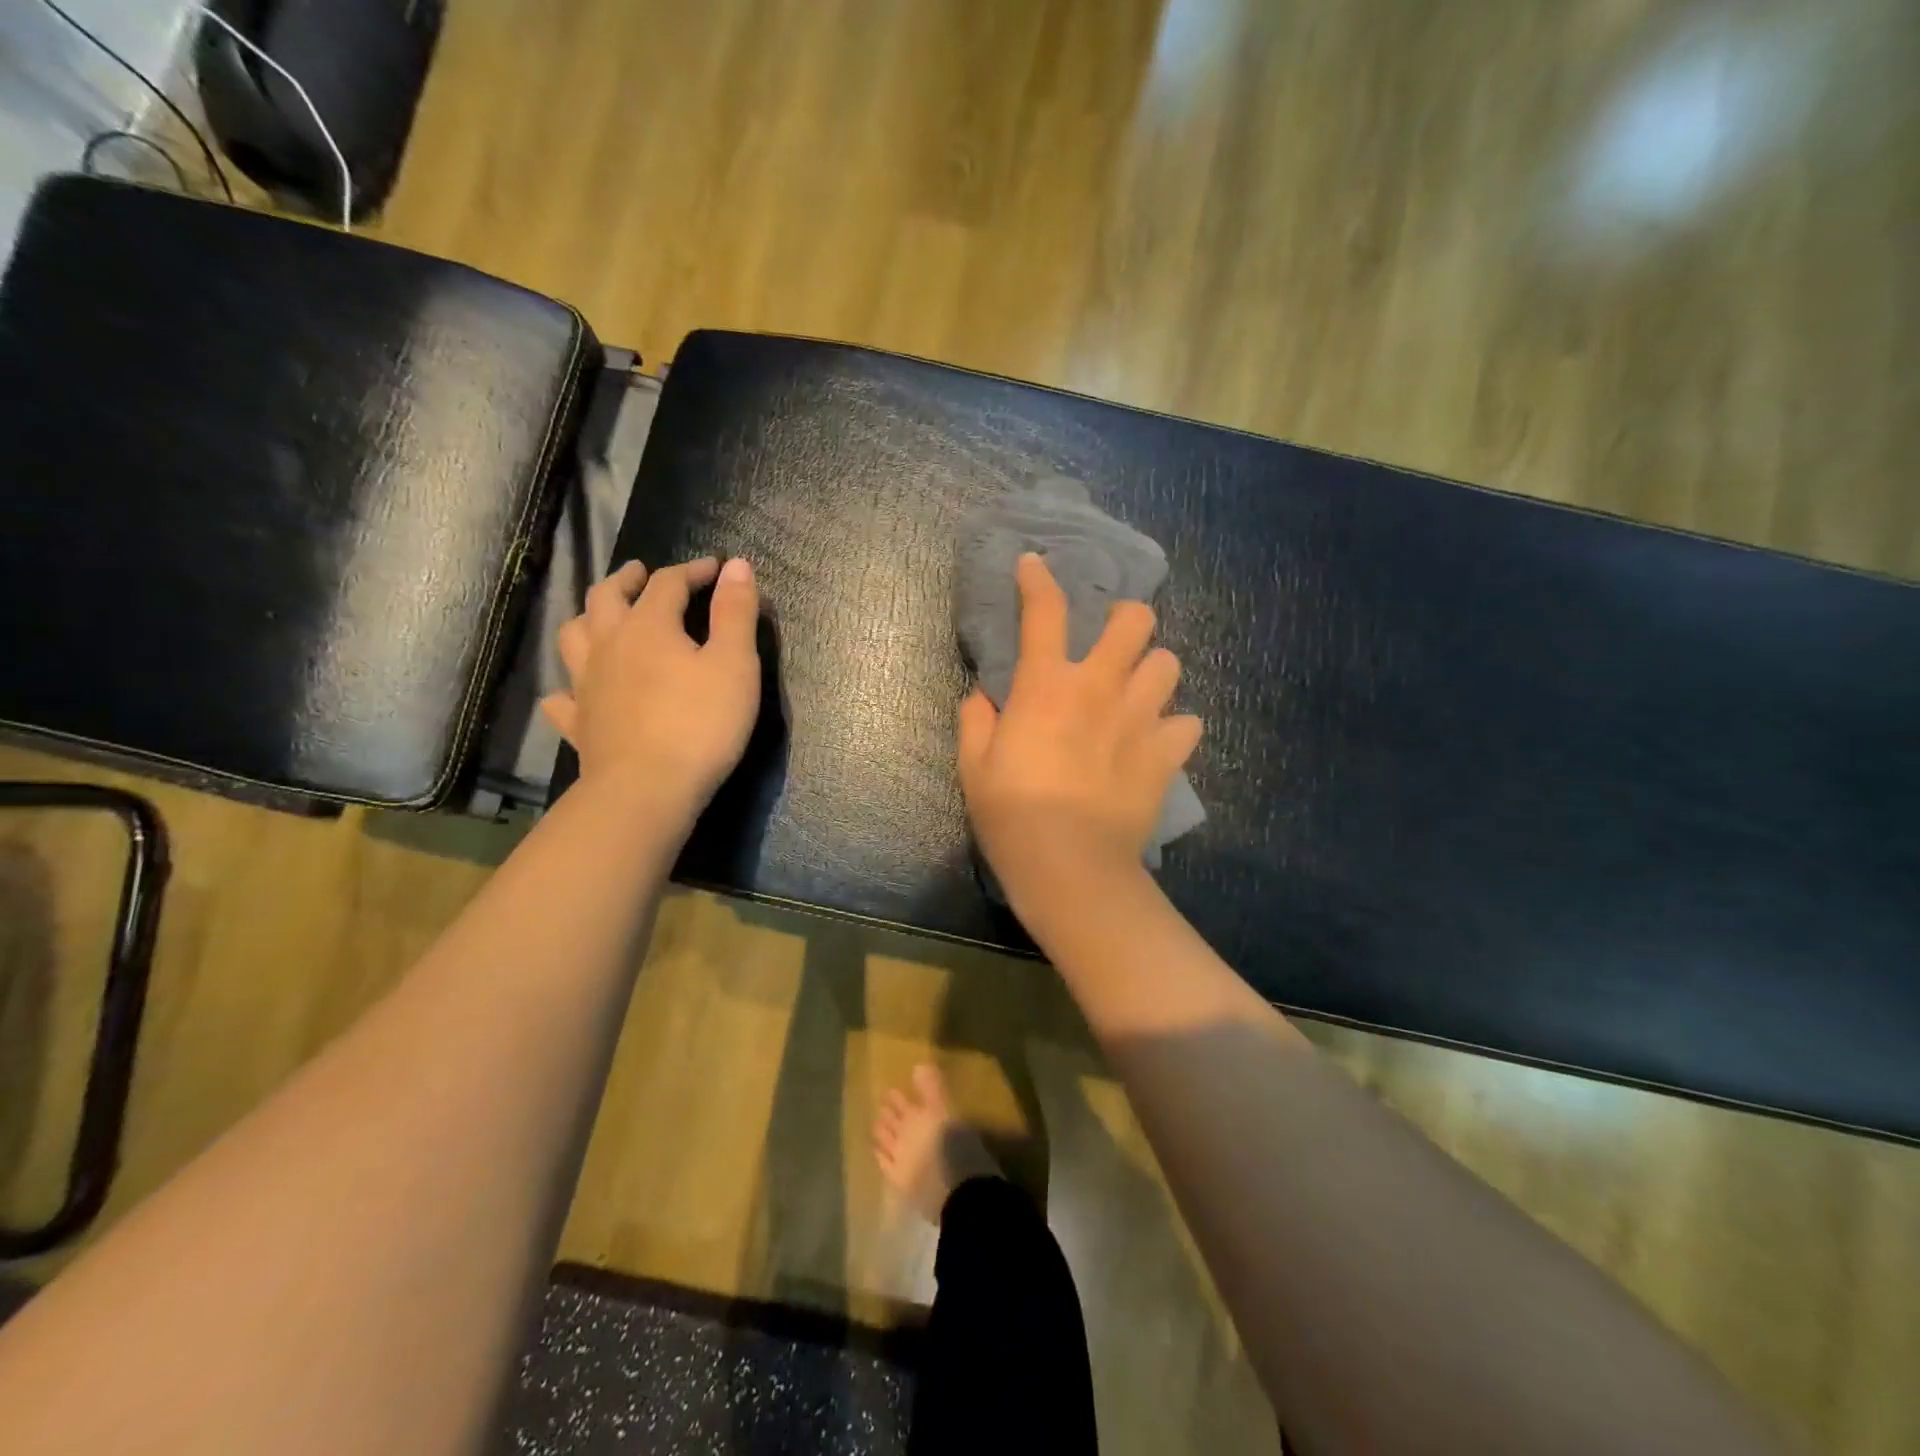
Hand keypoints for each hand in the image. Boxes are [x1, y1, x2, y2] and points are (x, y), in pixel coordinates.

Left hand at [541, 557, 760, 817]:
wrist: (647, 790)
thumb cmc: (700, 724)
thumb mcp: (735, 665)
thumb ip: (735, 612)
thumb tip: (737, 564)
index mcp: (648, 625)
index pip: (668, 583)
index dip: (692, 571)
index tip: (714, 568)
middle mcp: (608, 645)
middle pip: (607, 597)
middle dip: (627, 580)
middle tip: (641, 574)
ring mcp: (586, 685)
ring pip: (574, 636)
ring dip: (589, 619)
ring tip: (603, 618)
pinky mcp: (579, 724)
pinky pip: (563, 698)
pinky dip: (568, 687)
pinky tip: (574, 692)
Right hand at [958, 552, 1201, 908]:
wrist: (1070, 865)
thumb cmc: (1011, 815)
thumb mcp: (973, 767)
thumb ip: (975, 721)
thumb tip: (984, 698)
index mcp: (1046, 686)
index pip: (1044, 611)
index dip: (1038, 579)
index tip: (1034, 564)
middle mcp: (1099, 688)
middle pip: (1135, 622)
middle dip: (1126, 618)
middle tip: (1113, 639)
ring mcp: (1140, 719)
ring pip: (1169, 664)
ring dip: (1153, 671)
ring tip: (1139, 691)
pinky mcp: (1166, 755)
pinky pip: (1188, 724)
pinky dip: (1174, 727)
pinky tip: (1158, 741)